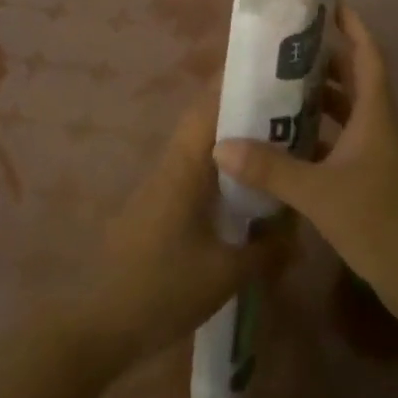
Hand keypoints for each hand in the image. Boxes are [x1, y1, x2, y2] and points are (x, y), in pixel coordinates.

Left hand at [82, 86, 291, 370]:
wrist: (98, 324)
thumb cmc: (162, 289)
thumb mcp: (226, 273)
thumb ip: (267, 249)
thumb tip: (298, 230)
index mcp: (184, 166)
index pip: (210, 106)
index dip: (240, 83)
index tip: (276, 73)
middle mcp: (172, 165)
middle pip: (208, 121)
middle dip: (246, 111)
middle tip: (291, 112)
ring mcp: (162, 185)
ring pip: (203, 148)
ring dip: (235, 141)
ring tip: (278, 146)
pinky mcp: (160, 207)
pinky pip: (197, 173)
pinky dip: (224, 170)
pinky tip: (249, 191)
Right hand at [214, 6, 397, 350]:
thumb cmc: (383, 223)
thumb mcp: (321, 194)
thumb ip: (271, 170)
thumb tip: (221, 145)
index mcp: (376, 115)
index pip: (366, 54)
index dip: (351, 25)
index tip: (327, 3)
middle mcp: (379, 127)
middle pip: (353, 80)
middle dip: (323, 61)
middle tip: (282, 48)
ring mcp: (379, 155)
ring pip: (347, 115)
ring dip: (318, 101)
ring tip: (276, 91)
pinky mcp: (374, 181)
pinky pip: (342, 145)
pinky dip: (318, 138)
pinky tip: (287, 145)